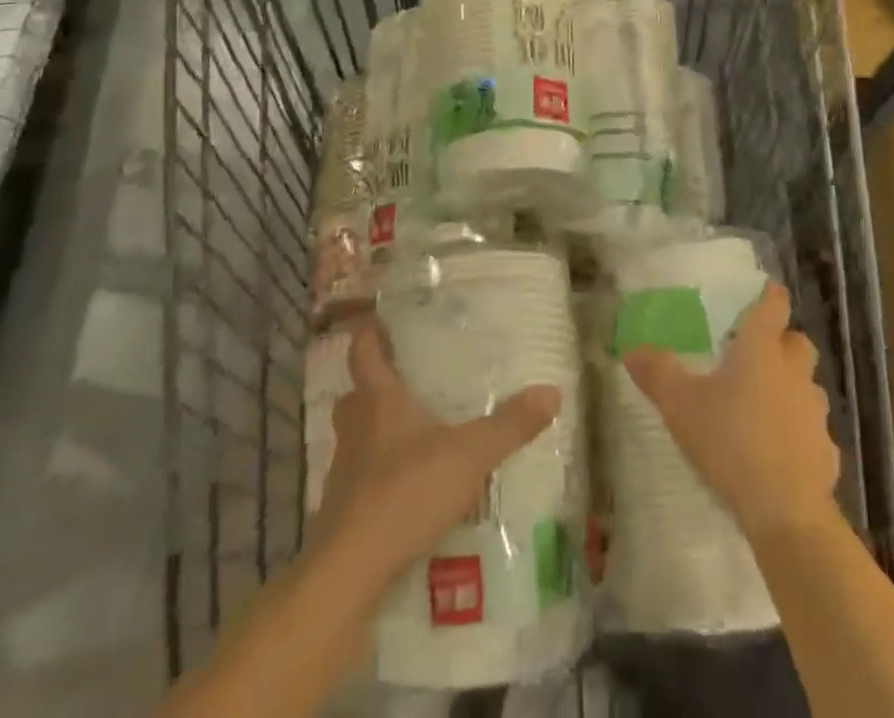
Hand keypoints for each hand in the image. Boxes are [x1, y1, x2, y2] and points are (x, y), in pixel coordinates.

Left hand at [314, 318, 562, 583]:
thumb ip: (510, 425)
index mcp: (379, 401)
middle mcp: (355, 429)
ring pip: (354, 438)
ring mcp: (343, 473)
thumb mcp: (470, 455)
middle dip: (373, 385)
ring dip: (375, 432)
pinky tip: (406, 489)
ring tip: (412, 434)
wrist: (349, 574)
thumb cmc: (406, 492)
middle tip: (404, 380)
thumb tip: (552, 391)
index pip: (363, 352)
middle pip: (354, 394)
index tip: (377, 319)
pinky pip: (359, 480)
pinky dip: (377, 477)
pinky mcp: (341, 513)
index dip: (368, 333)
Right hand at [623, 282, 839, 537]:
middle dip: (783, 341)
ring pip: (807, 385)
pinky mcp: (826, 451)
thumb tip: (631, 348)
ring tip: (762, 404)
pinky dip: (798, 432)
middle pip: (798, 342)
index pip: (774, 306)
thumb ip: (657, 373)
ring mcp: (815, 412)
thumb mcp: (680, 405)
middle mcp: (794, 371)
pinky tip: (778, 450)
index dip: (770, 296)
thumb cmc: (731, 441)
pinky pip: (812, 429)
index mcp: (762, 349)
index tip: (764, 292)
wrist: (786, 511)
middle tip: (755, 352)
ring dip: (790, 386)